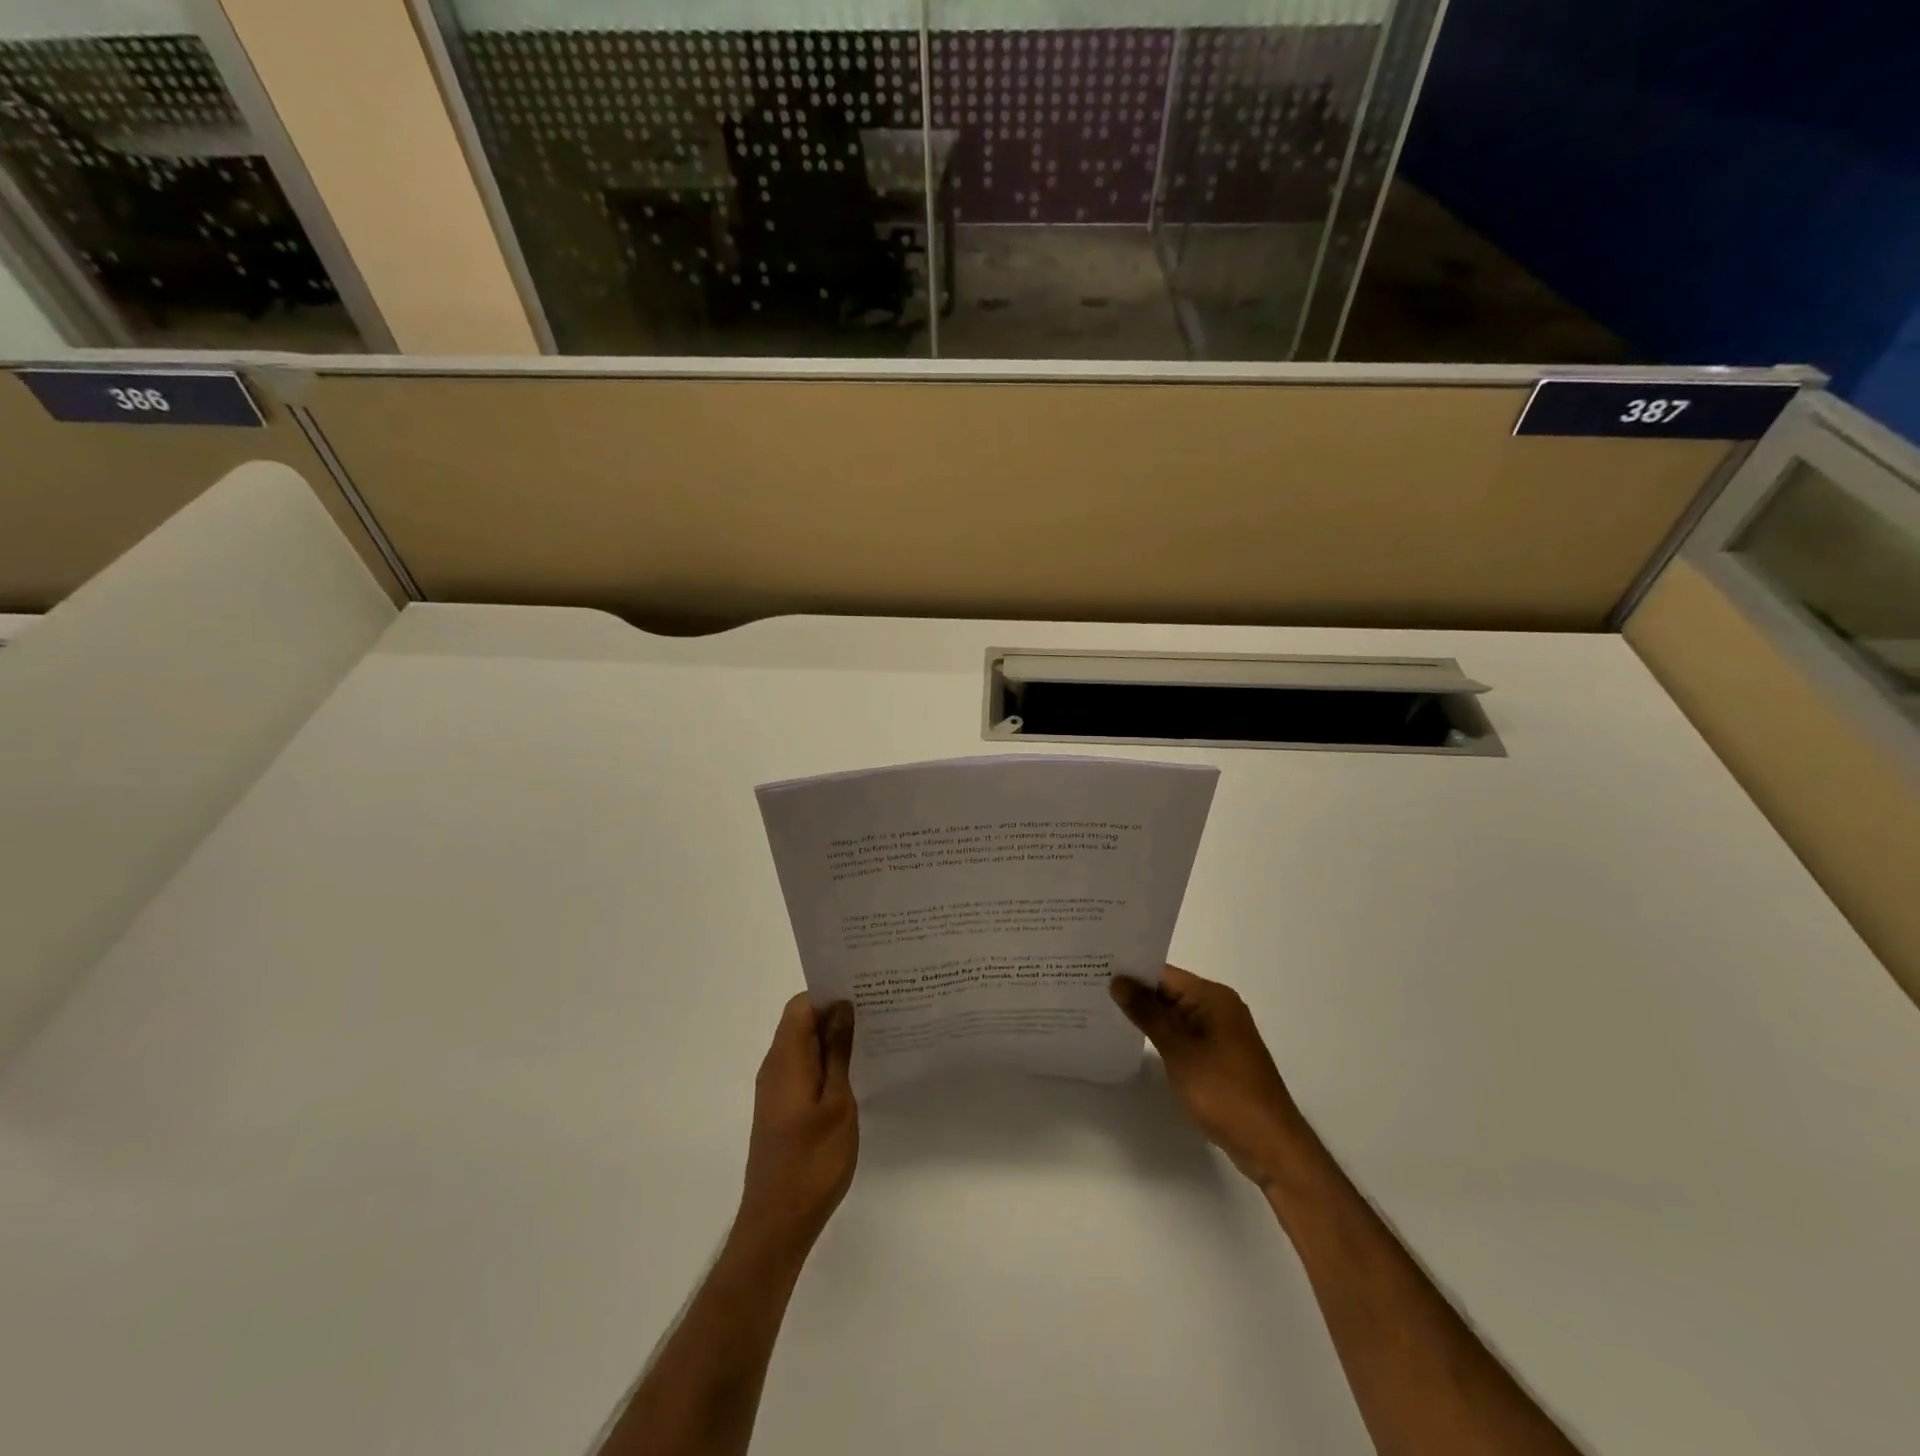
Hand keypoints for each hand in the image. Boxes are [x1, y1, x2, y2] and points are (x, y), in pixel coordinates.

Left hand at [736, 995, 857, 1254]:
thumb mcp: (837, 1102)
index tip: (863, 991)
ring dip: (833, 1039)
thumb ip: (837, 1053)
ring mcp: (776, 1090)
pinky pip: (803, 1069)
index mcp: (785, 1059)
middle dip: (836, 1012)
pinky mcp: (781, 1109)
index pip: (801, 1005)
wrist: (778, 1224)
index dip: (829, 993)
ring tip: (873, 1036)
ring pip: (804, 1046)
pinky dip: (826, 1062)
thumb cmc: (812, 1161)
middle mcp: (775, 1067)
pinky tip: (856, 1072)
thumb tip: (841, 1007)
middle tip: (877, 1010)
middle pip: (801, 1023)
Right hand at [1111, 965, 1309, 1187]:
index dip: (1131, 971)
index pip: (1164, 973)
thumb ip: (1148, 1013)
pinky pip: (1182, 1034)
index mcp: (1213, 997)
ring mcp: (1219, 1033)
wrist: (1270, 1146)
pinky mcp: (1218, 1056)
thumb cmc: (1224, 1092)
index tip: (1094, 968)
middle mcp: (1218, 1008)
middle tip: (1091, 987)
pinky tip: (1132, 1039)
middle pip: (1168, 991)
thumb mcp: (1180, 1050)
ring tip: (1102, 1010)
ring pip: (1174, 1014)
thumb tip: (1118, 980)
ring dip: (1146, 1015)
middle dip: (1134, 992)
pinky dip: (1160, 1035)